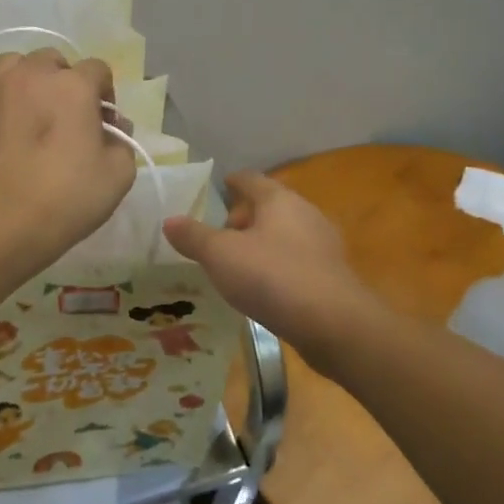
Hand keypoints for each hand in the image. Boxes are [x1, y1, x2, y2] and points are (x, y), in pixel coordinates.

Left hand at [0, 49, 136, 279]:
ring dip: (29, 82)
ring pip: (16, 66)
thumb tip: (111, 126)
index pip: (97, 69)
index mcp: (73, 86)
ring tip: (31, 115)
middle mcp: (32, 74)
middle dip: (65, 83)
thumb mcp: (118, 175)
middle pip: (54, 62)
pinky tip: (2, 126)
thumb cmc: (65, 200)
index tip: (102, 123)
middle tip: (66, 119)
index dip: (104, 94)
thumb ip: (122, 140)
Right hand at [163, 170, 371, 356]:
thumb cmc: (272, 277)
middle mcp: (305, 214)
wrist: (333, 324)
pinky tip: (263, 288)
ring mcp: (323, 245)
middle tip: (218, 237)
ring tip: (236, 265)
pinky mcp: (331, 276)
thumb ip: (193, 236)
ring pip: (284, 235)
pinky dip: (277, 267)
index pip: (251, 179)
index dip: (232, 182)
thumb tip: (169, 220)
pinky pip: (296, 261)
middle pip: (269, 207)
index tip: (219, 187)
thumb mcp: (220, 255)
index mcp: (279, 199)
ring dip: (260, 244)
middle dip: (243, 218)